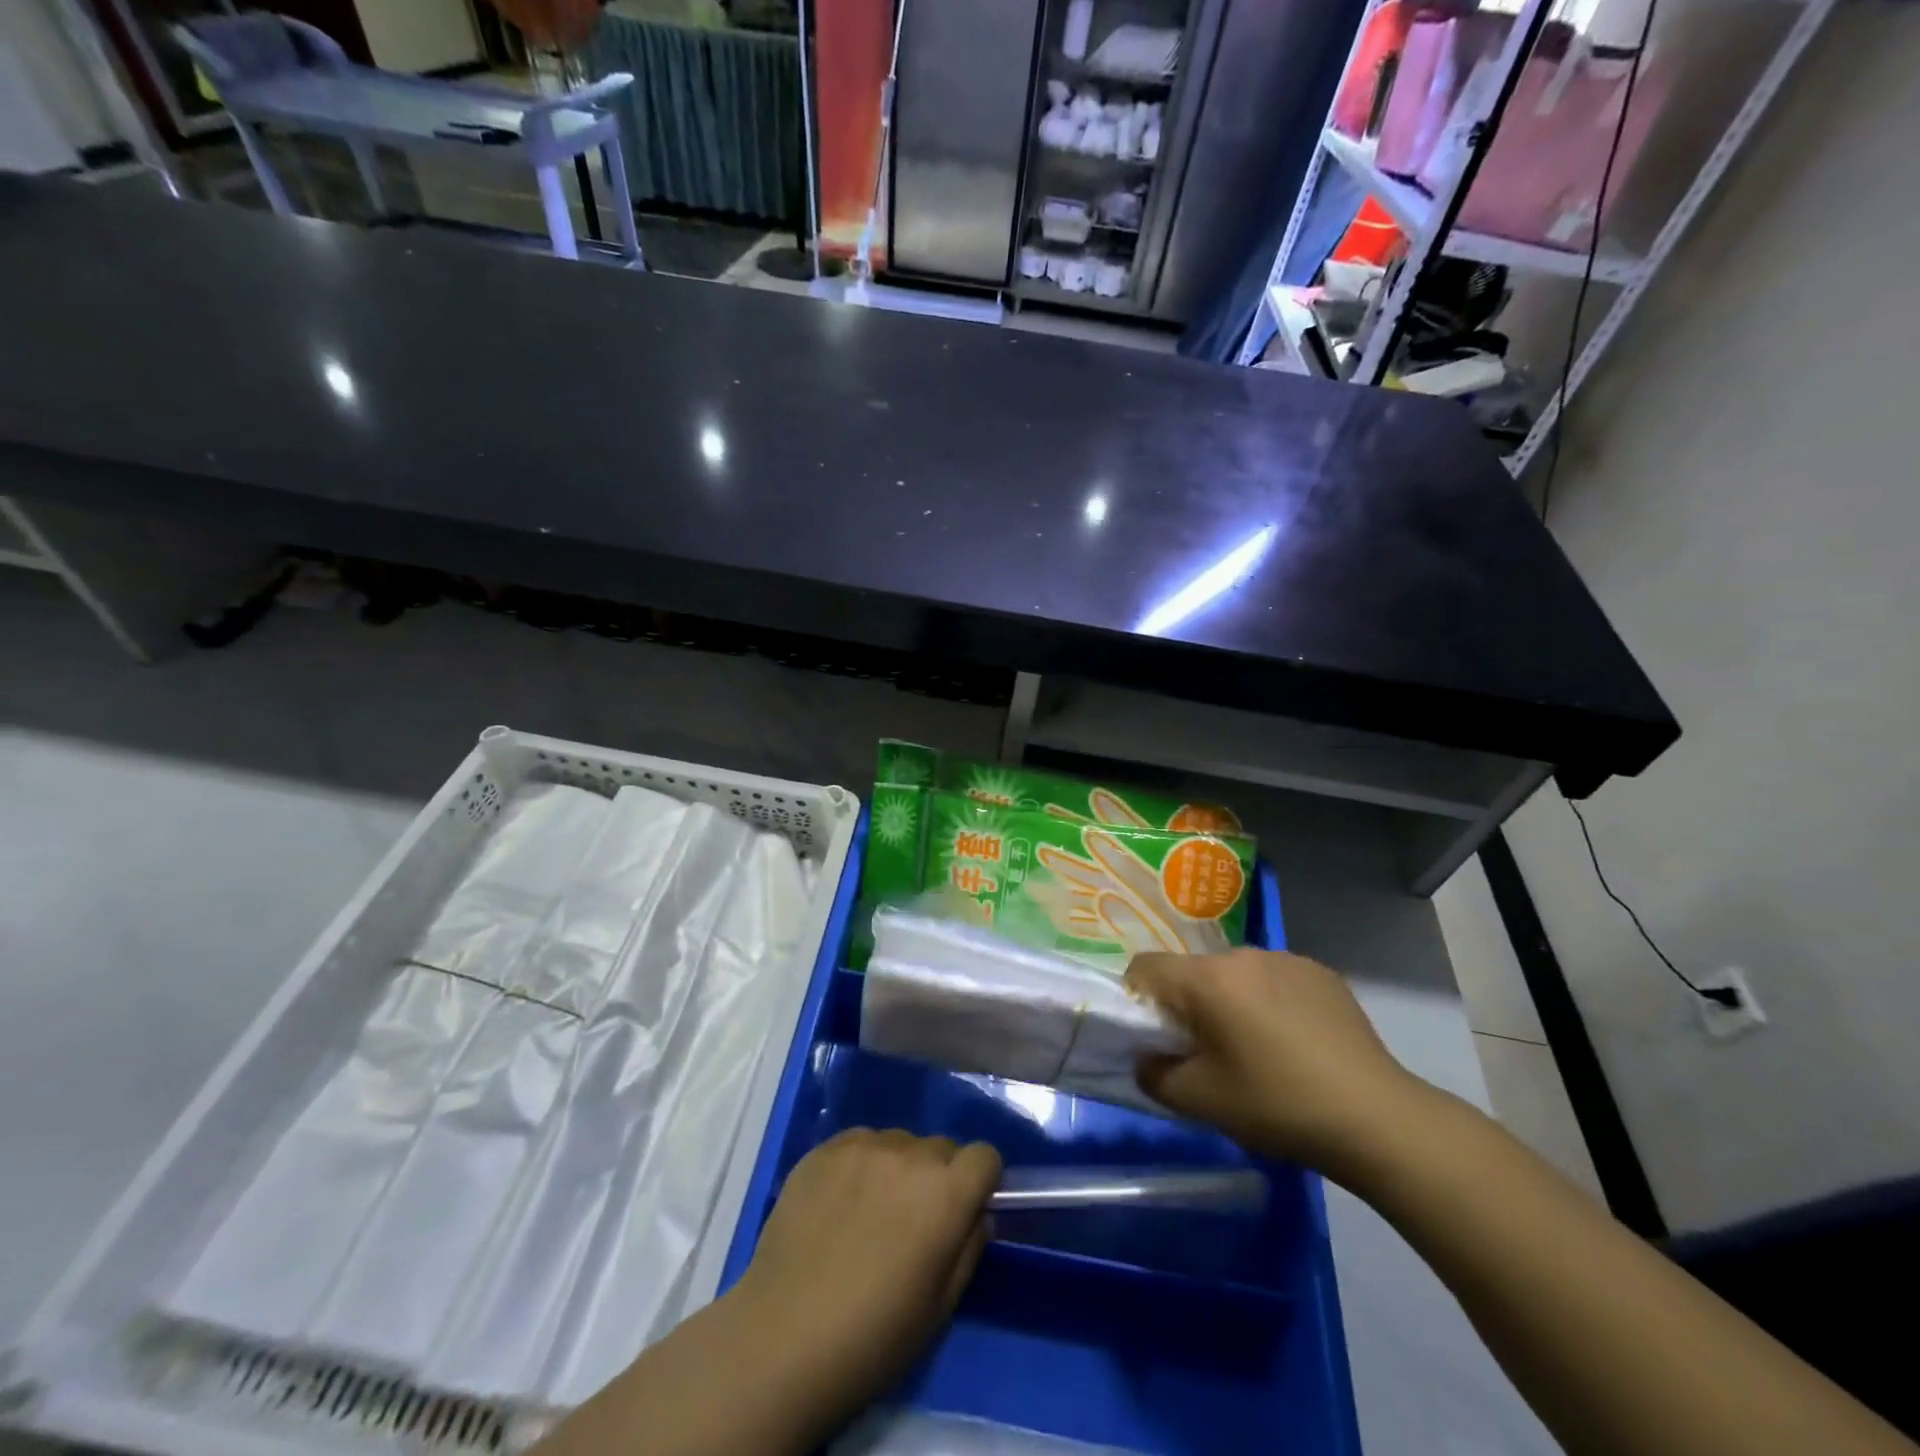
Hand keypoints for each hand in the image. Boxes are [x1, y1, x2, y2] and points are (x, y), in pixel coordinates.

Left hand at [734, 1129, 1000, 1427]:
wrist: (784, 1335)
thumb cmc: (873, 1336)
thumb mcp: (940, 1307)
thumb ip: (968, 1247)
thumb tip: (976, 1213)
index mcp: (946, 1192)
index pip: (984, 1156)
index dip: (979, 1182)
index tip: (964, 1210)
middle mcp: (911, 1154)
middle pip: (941, 1148)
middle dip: (938, 1177)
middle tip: (913, 1221)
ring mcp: (864, 1145)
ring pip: (900, 1143)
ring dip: (898, 1168)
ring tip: (870, 1213)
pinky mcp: (825, 1147)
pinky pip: (860, 1143)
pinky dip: (861, 1165)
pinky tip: (839, 1204)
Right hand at [1126, 948, 1422, 1173]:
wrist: (1377, 1118)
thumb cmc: (1278, 1105)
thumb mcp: (1201, 1102)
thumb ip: (1154, 1074)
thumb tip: (1145, 1058)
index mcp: (1207, 978)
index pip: (1145, 967)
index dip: (1138, 999)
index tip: (1158, 1037)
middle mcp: (1242, 954)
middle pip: (1193, 971)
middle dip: (1189, 1005)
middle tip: (1209, 1053)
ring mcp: (1285, 958)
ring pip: (1234, 974)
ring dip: (1230, 1001)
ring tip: (1258, 1049)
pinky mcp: (1320, 972)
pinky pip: (1274, 978)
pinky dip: (1270, 1001)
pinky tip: (1296, 1042)